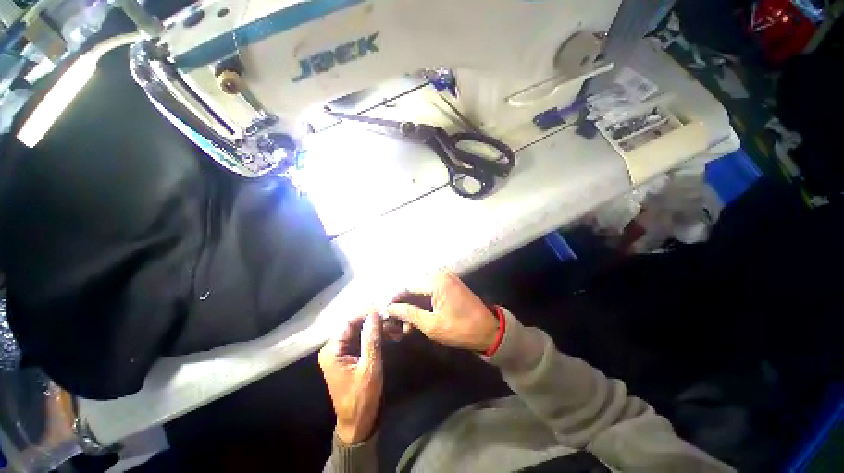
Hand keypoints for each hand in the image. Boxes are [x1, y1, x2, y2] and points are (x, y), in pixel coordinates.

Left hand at [319, 313, 382, 444]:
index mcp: (332, 350)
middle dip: (375, 322)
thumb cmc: (362, 398)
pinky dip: (375, 337)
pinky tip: (389, 336)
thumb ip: (371, 339)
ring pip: (360, 332)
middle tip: (394, 322)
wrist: (358, 424)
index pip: (349, 322)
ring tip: (395, 330)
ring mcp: (341, 352)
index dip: (367, 314)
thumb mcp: (370, 368)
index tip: (385, 310)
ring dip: (377, 329)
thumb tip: (375, 314)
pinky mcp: (349, 357)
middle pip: (355, 326)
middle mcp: (333, 348)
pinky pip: (362, 340)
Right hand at [386, 271, 498, 352]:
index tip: (385, 312)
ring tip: (405, 325)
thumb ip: (410, 314)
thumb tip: (390, 308)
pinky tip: (417, 319)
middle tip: (395, 321)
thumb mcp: (432, 325)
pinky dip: (422, 304)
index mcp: (436, 281)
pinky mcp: (449, 285)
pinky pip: (430, 292)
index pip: (407, 286)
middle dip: (403, 304)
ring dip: (412, 306)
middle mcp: (440, 275)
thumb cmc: (461, 329)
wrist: (489, 331)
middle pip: (413, 287)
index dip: (394, 299)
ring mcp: (446, 279)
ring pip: (421, 291)